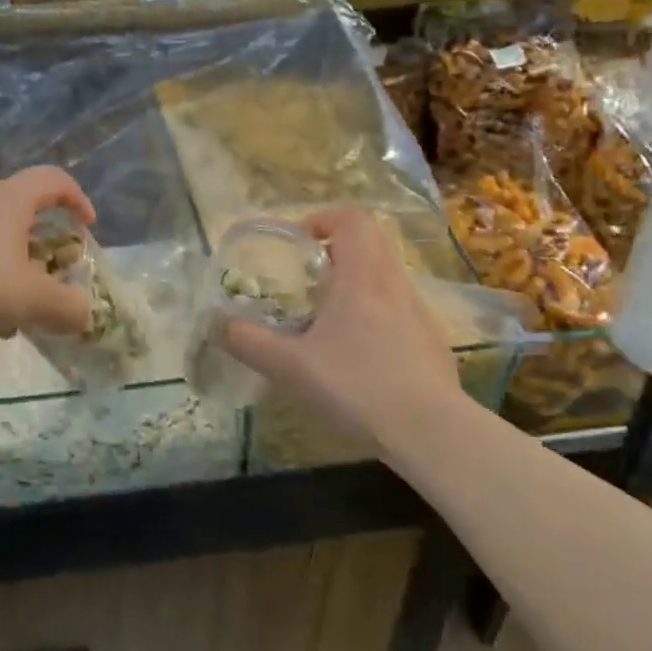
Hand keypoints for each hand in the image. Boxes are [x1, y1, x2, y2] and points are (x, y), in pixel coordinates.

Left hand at [0, 167, 96, 342]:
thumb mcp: (32, 301)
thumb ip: (66, 308)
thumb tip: (84, 314)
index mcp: (10, 200)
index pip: (52, 179)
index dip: (76, 198)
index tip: (87, 226)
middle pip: (14, 198)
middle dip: (35, 228)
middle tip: (43, 257)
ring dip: (7, 258)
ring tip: (15, 304)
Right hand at [222, 208, 468, 447]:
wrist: (431, 432)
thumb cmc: (356, 387)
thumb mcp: (290, 367)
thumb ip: (249, 342)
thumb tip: (218, 324)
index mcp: (361, 278)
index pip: (352, 219)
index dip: (325, 218)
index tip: (302, 239)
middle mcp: (394, 285)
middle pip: (373, 241)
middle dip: (340, 247)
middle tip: (312, 275)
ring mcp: (420, 313)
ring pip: (389, 276)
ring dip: (360, 280)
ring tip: (331, 316)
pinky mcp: (433, 342)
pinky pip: (402, 309)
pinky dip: (379, 312)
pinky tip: (363, 354)